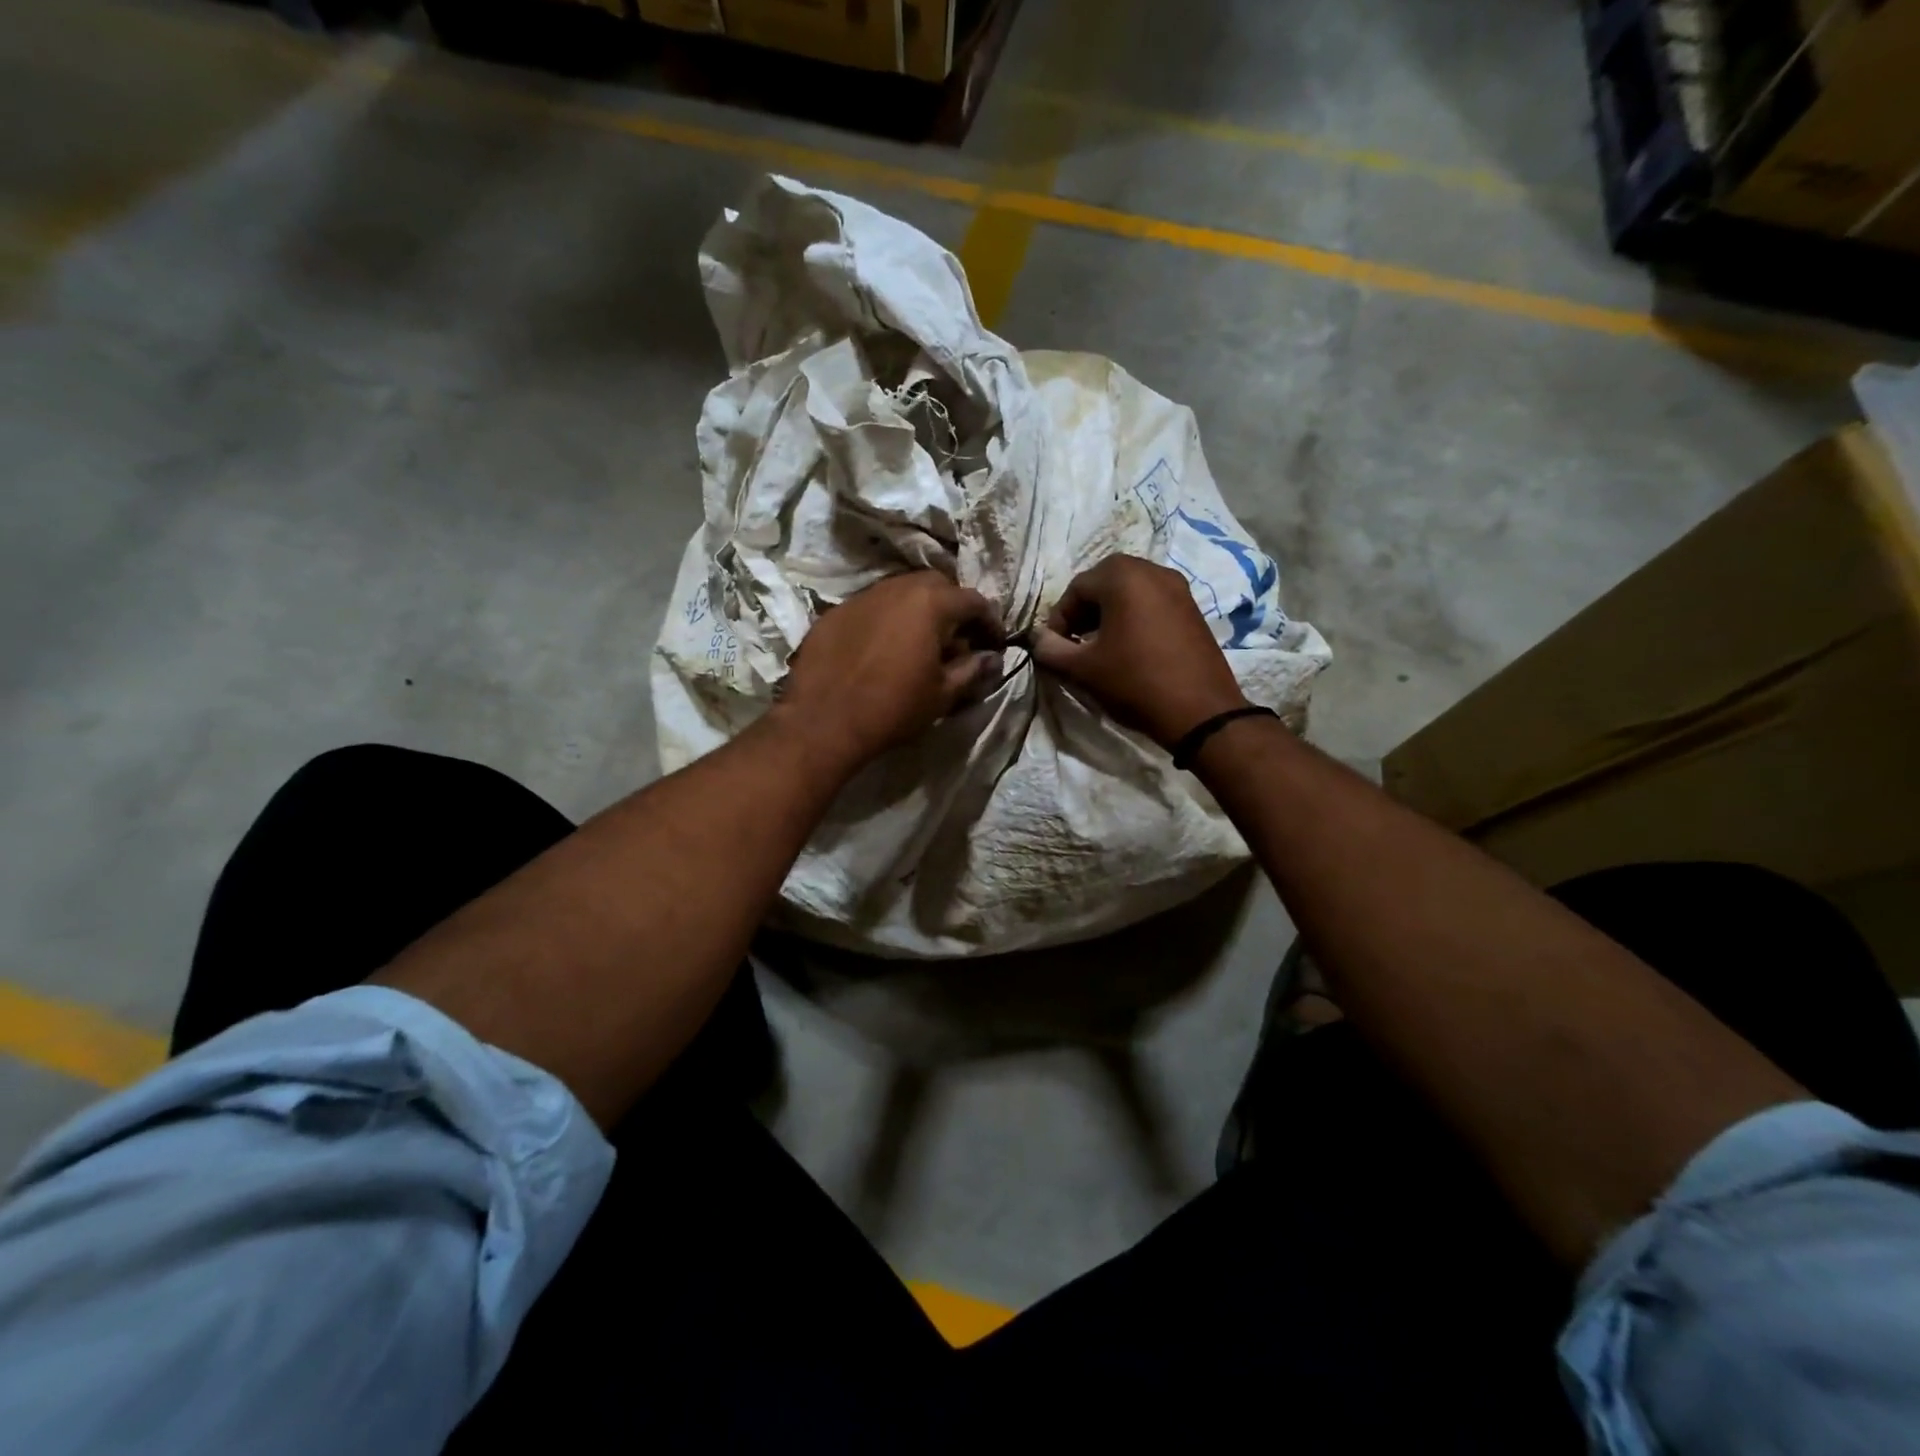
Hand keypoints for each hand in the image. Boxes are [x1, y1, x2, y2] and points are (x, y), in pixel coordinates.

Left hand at [776, 571, 1002, 771]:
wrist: (823, 723)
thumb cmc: (893, 708)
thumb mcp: (942, 694)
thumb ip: (971, 670)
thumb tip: (992, 659)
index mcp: (930, 603)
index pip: (973, 600)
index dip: (990, 622)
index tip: (994, 644)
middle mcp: (896, 588)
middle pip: (936, 586)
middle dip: (953, 608)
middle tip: (957, 639)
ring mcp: (861, 597)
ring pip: (900, 592)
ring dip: (918, 611)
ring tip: (920, 643)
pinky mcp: (834, 613)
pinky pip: (871, 608)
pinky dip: (886, 621)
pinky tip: (882, 649)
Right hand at [1030, 555, 1247, 748]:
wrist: (1200, 711)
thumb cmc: (1134, 682)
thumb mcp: (1083, 668)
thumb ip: (1050, 649)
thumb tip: (1037, 639)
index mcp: (1123, 576)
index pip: (1076, 588)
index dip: (1059, 618)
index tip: (1056, 647)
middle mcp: (1152, 570)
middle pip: (1104, 583)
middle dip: (1084, 611)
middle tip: (1076, 643)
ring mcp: (1178, 588)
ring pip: (1130, 591)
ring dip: (1109, 614)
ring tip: (1101, 648)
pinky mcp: (1193, 608)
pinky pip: (1153, 602)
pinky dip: (1134, 617)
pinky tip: (1130, 650)